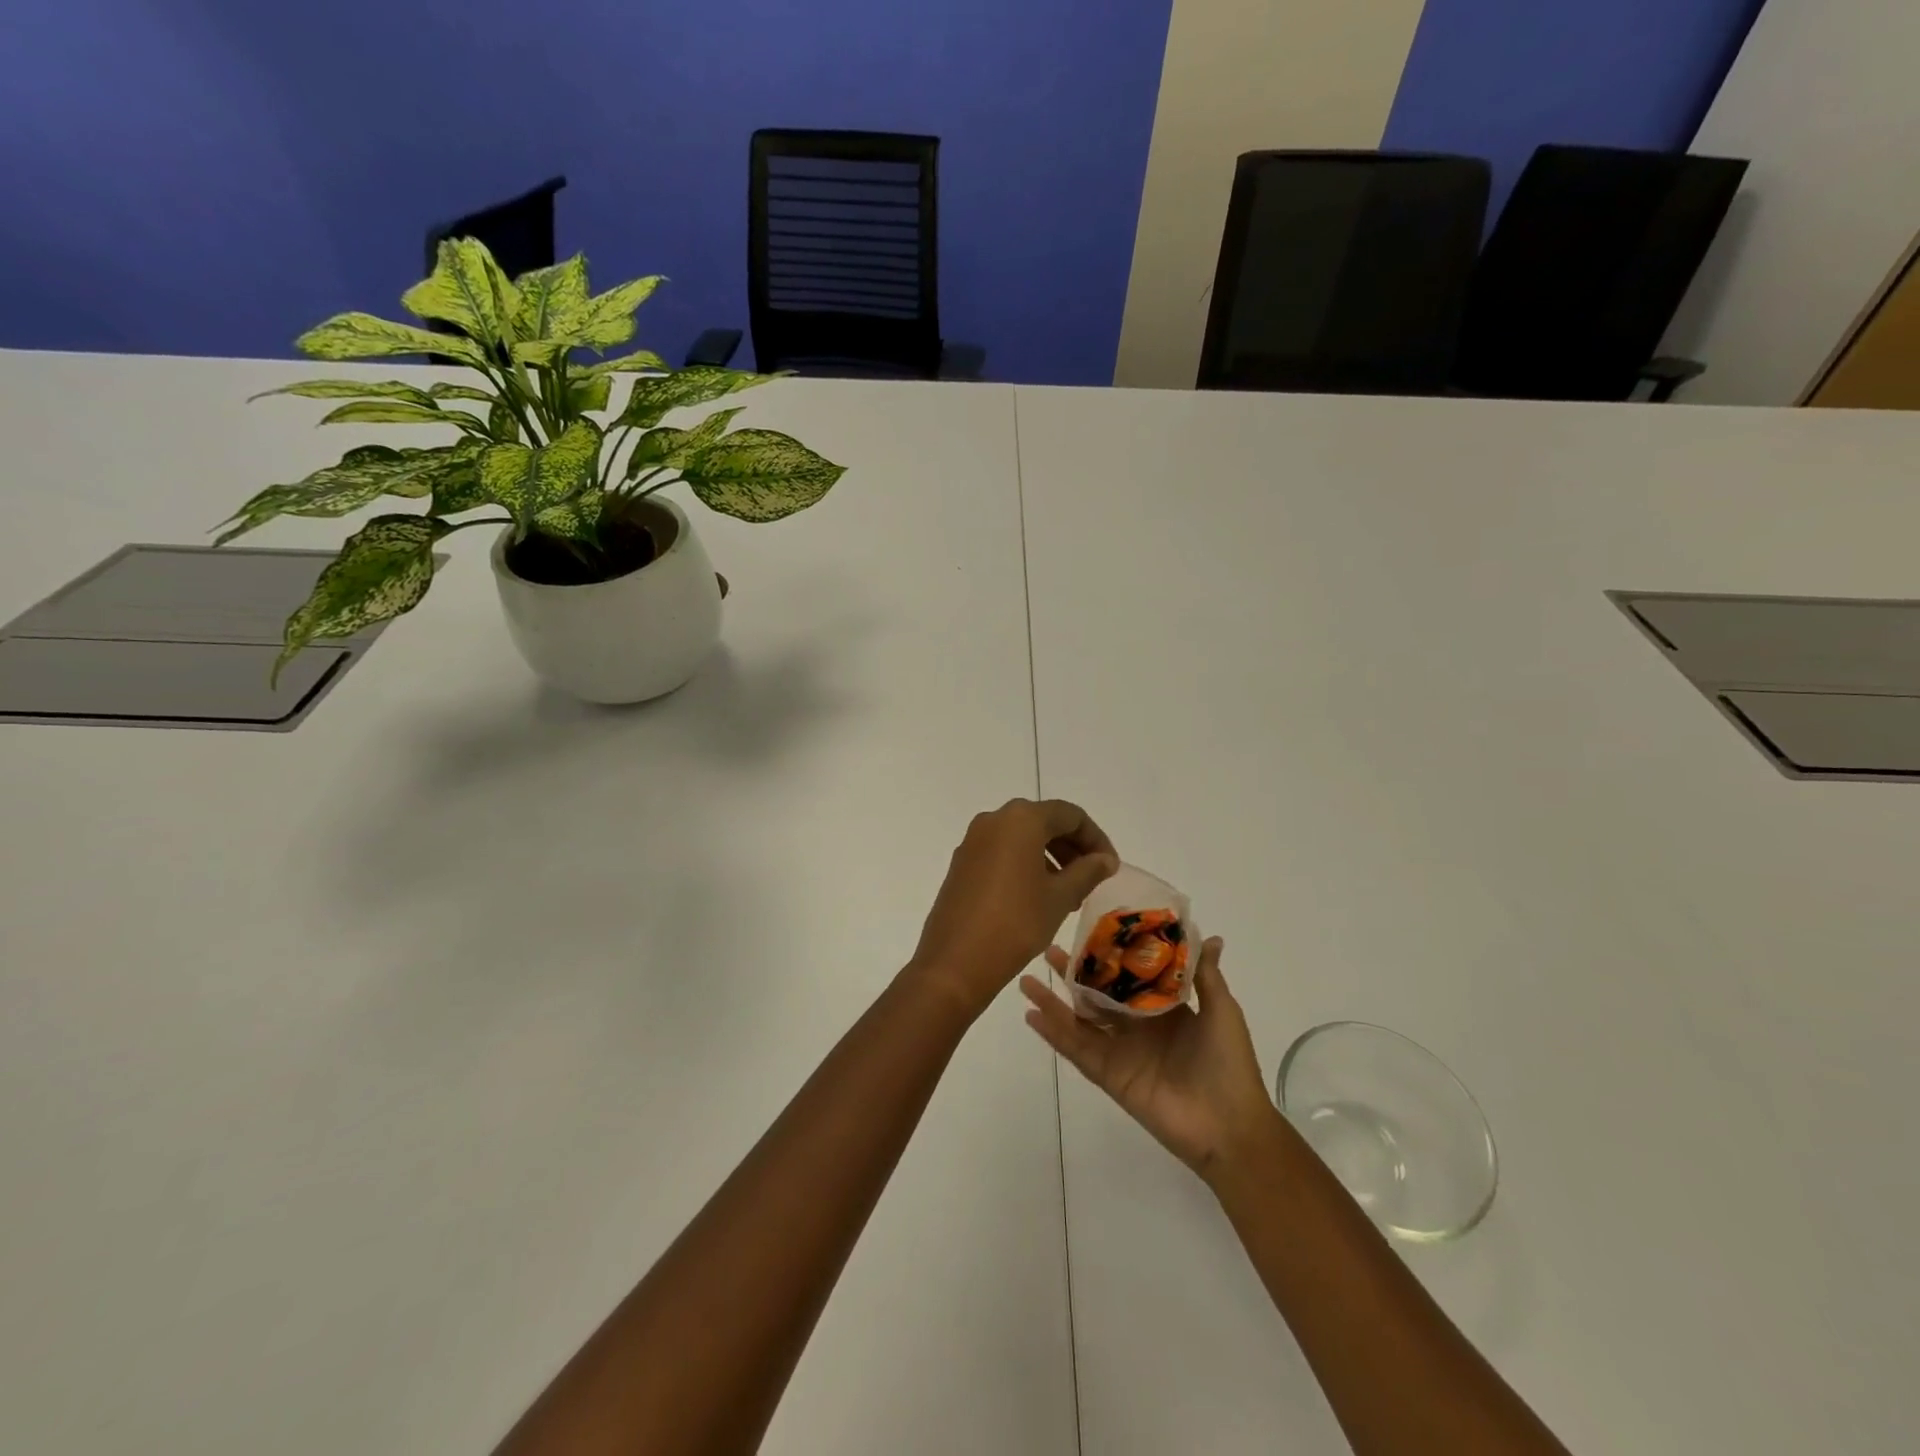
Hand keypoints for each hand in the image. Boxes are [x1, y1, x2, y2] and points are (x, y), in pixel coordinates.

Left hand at [912, 800, 1119, 1016]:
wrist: (955, 961)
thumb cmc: (1016, 923)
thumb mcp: (1060, 897)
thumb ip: (1088, 871)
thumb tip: (1105, 859)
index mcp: (1021, 819)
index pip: (1070, 815)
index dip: (1096, 838)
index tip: (1110, 867)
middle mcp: (994, 820)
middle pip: (1044, 822)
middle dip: (1072, 847)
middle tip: (1092, 879)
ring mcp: (973, 841)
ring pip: (1022, 838)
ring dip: (1050, 858)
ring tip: (1069, 894)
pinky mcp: (962, 863)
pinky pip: (1002, 852)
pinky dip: (1025, 865)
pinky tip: (1038, 897)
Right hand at [1021, 937, 1278, 1179]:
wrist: (1229, 1125)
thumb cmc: (1228, 1063)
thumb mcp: (1222, 1011)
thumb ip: (1206, 975)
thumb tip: (1209, 936)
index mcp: (1165, 1010)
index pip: (1130, 978)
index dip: (1109, 957)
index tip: (1089, 932)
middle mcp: (1138, 1027)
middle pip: (1097, 996)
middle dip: (1075, 975)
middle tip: (1049, 951)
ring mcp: (1120, 1052)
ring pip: (1080, 1021)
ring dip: (1054, 1002)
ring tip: (1027, 979)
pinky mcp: (1109, 1075)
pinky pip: (1077, 1051)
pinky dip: (1054, 1034)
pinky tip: (1032, 1015)